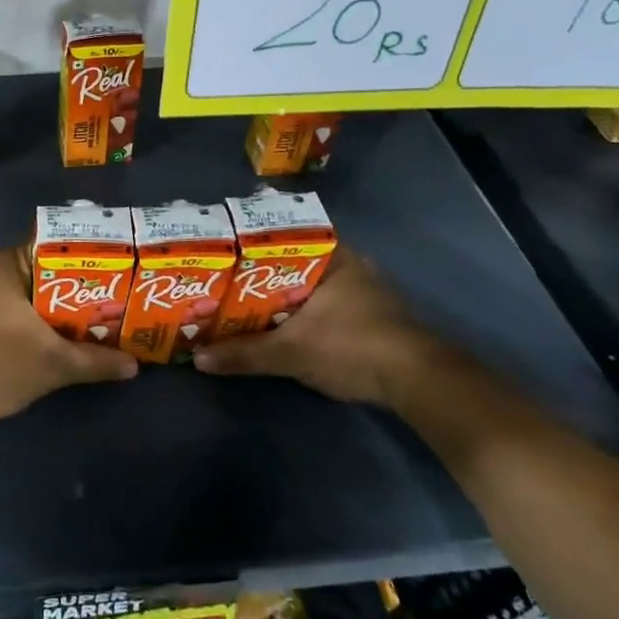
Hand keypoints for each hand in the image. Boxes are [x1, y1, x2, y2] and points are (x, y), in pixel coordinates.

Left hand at [0, 248, 137, 424]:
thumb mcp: (56, 364)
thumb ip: (96, 361)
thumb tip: (133, 366)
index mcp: (3, 263)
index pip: (52, 247)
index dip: (82, 262)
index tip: (108, 277)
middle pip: (35, 271)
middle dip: (66, 289)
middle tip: (100, 304)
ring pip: (15, 292)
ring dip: (41, 307)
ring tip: (77, 323)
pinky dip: (18, 319)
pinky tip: (39, 339)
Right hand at [193, 250, 450, 408]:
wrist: (419, 383)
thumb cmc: (353, 347)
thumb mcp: (291, 352)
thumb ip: (245, 354)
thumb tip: (199, 359)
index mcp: (333, 256)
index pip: (285, 235)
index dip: (252, 242)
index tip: (224, 251)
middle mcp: (349, 266)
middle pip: (293, 262)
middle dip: (261, 273)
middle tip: (225, 280)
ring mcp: (364, 291)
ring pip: (310, 285)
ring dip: (281, 295)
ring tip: (242, 302)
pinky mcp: (370, 317)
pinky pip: (323, 304)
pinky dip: (300, 312)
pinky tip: (278, 324)